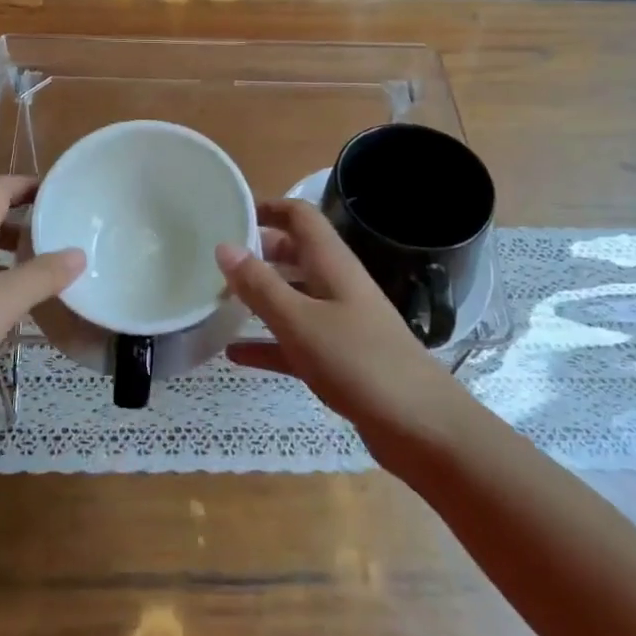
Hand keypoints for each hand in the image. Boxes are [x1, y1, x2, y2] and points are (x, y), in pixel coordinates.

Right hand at [218, 199, 467, 445]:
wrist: (420, 426)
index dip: (268, 208)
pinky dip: (268, 343)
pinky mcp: (340, 359)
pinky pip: (296, 341)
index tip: (229, 213)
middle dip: (258, 252)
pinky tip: (234, 355)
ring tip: (218, 301)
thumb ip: (260, 285)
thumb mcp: (300, 321)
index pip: (300, 217)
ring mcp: (340, 323)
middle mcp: (337, 285)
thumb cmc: (358, 362)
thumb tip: (224, 246)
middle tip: (215, 260)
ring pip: (293, 298)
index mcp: (332, 264)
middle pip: (295, 254)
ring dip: (260, 297)